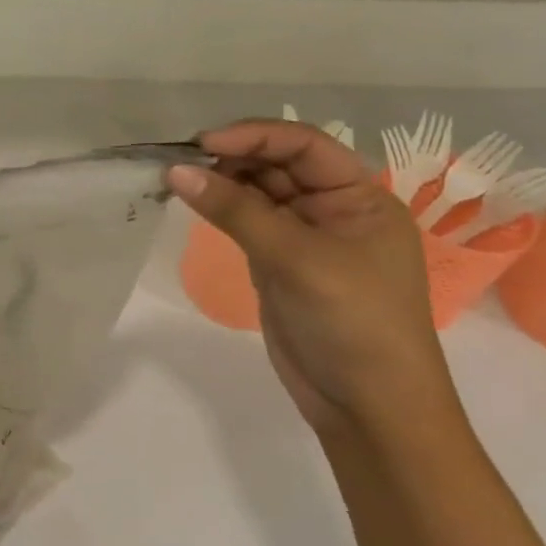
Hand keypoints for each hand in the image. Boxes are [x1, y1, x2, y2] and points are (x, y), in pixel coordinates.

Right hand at [169, 121, 456, 437]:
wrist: (369, 409)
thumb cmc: (352, 323)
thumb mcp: (295, 259)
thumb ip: (235, 210)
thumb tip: (176, 171)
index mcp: (360, 197)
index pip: (304, 145)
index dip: (254, 136)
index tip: (202, 143)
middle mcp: (334, 208)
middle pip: (277, 164)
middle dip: (232, 157)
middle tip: (181, 161)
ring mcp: (305, 236)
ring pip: (257, 191)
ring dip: (220, 181)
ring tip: (178, 179)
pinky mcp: (279, 261)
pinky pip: (246, 221)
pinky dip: (220, 208)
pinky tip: (194, 202)